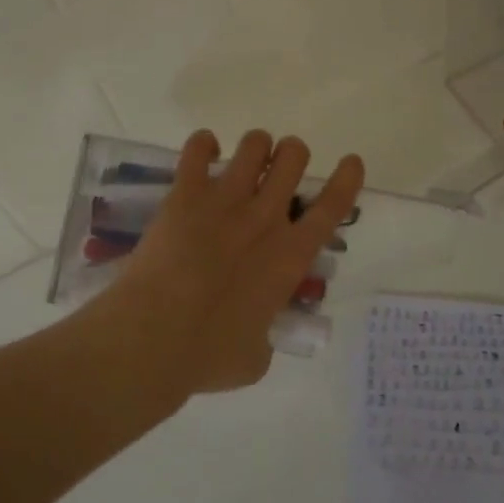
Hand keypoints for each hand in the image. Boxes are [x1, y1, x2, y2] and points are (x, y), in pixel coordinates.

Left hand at [110, 129, 363, 397]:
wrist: (153, 337)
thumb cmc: (208, 355)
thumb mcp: (255, 357)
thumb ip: (264, 336)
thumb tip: (256, 335)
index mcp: (290, 256)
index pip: (333, 206)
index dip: (346, 179)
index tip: (350, 162)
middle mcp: (265, 217)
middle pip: (293, 158)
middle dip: (292, 156)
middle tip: (278, 172)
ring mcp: (225, 200)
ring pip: (255, 144)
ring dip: (256, 146)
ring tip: (247, 160)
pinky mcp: (185, 194)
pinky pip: (198, 148)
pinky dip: (203, 144)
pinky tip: (204, 153)